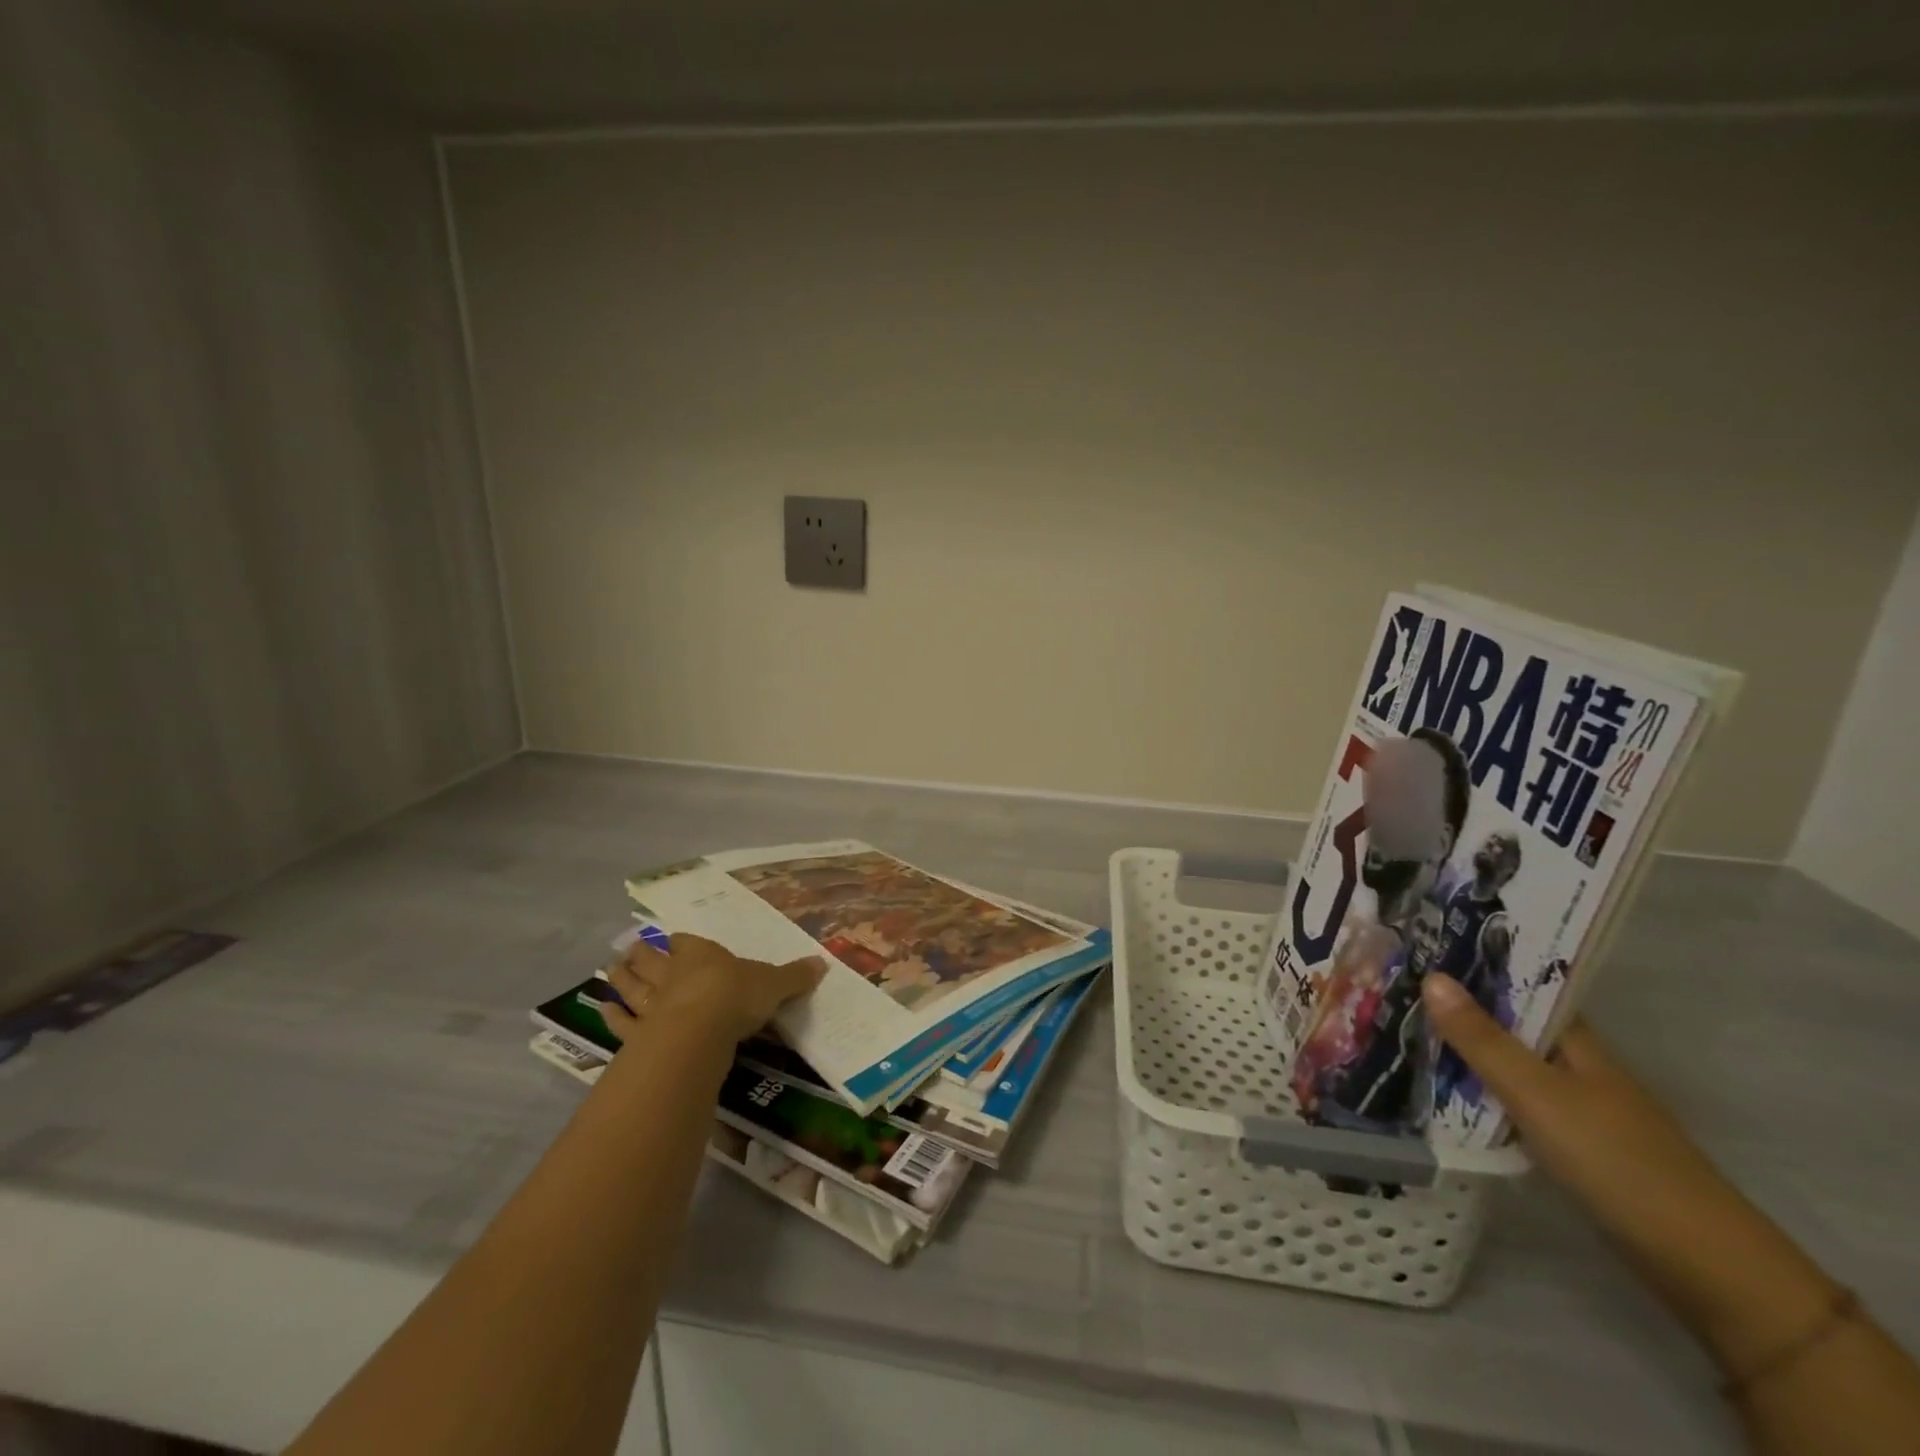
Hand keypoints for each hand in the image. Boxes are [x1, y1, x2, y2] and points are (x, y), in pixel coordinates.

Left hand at [599, 933, 824, 1045]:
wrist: (701, 1028)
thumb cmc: (738, 996)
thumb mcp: (775, 984)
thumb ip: (794, 976)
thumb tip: (823, 963)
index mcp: (703, 955)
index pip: (687, 943)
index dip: (680, 943)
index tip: (671, 941)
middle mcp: (673, 973)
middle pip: (652, 960)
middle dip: (641, 954)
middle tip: (628, 949)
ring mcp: (652, 1003)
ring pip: (632, 986)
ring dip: (621, 978)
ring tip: (610, 969)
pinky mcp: (640, 1033)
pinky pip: (623, 1023)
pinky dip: (612, 1017)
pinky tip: (602, 1010)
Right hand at [1421, 974, 1838, 1372]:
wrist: (1703, 1266)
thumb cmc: (1616, 1161)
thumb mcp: (1537, 1095)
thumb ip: (1481, 1039)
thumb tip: (1430, 975)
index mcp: (1576, 1041)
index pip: (1520, 988)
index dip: (1473, 968)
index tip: (1419, 951)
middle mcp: (1577, 1065)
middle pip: (1509, 1026)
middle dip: (1457, 1010)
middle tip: (1392, 992)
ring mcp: (1578, 1108)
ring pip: (1509, 1066)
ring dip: (1465, 1053)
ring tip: (1402, 1035)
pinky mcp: (1574, 1146)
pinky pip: (1514, 1103)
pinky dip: (1480, 1095)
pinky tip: (1444, 1097)